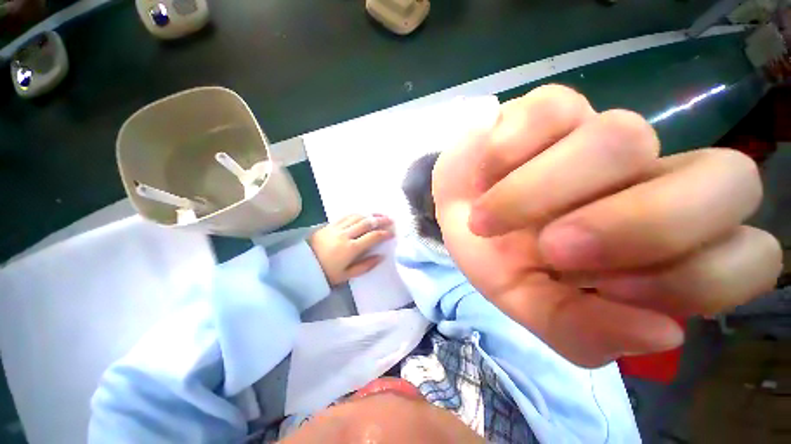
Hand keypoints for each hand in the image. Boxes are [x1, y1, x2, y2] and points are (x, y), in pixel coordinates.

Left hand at [309, 214, 393, 285]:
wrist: (301, 266)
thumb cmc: (325, 273)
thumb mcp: (346, 275)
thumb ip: (365, 266)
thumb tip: (381, 257)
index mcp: (350, 249)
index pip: (372, 237)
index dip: (384, 234)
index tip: (392, 233)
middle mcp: (345, 235)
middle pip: (367, 223)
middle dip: (381, 220)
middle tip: (391, 219)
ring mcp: (337, 228)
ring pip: (357, 216)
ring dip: (371, 214)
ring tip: (380, 214)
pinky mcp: (330, 225)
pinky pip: (346, 215)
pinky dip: (357, 214)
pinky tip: (363, 214)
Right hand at [433, 85, 781, 367]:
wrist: (455, 208)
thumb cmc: (489, 253)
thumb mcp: (524, 301)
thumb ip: (580, 331)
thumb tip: (662, 333)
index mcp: (661, 247)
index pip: (747, 259)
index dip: (691, 279)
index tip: (606, 290)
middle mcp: (653, 182)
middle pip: (729, 180)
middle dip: (634, 226)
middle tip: (549, 248)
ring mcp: (603, 134)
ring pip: (621, 140)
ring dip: (534, 194)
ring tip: (488, 218)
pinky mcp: (554, 105)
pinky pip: (549, 115)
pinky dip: (503, 155)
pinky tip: (485, 175)